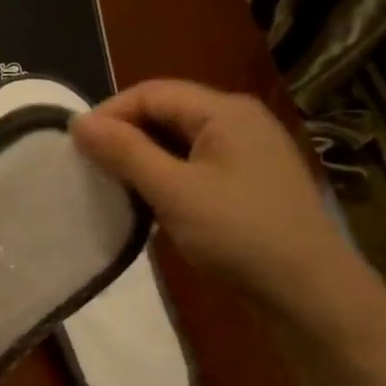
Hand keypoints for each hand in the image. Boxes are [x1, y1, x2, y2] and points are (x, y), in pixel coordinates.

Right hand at [72, 80, 376, 336]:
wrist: (310, 293)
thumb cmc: (240, 235)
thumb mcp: (175, 192)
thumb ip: (125, 153)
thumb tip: (78, 122)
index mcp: (225, 111)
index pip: (153, 93)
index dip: (110, 113)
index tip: (75, 146)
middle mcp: (239, 121)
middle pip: (168, 112)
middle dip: (125, 134)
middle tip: (89, 166)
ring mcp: (248, 153)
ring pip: (180, 141)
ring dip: (144, 157)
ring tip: (111, 184)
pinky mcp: (248, 183)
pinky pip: (196, 165)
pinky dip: (166, 176)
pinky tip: (149, 201)